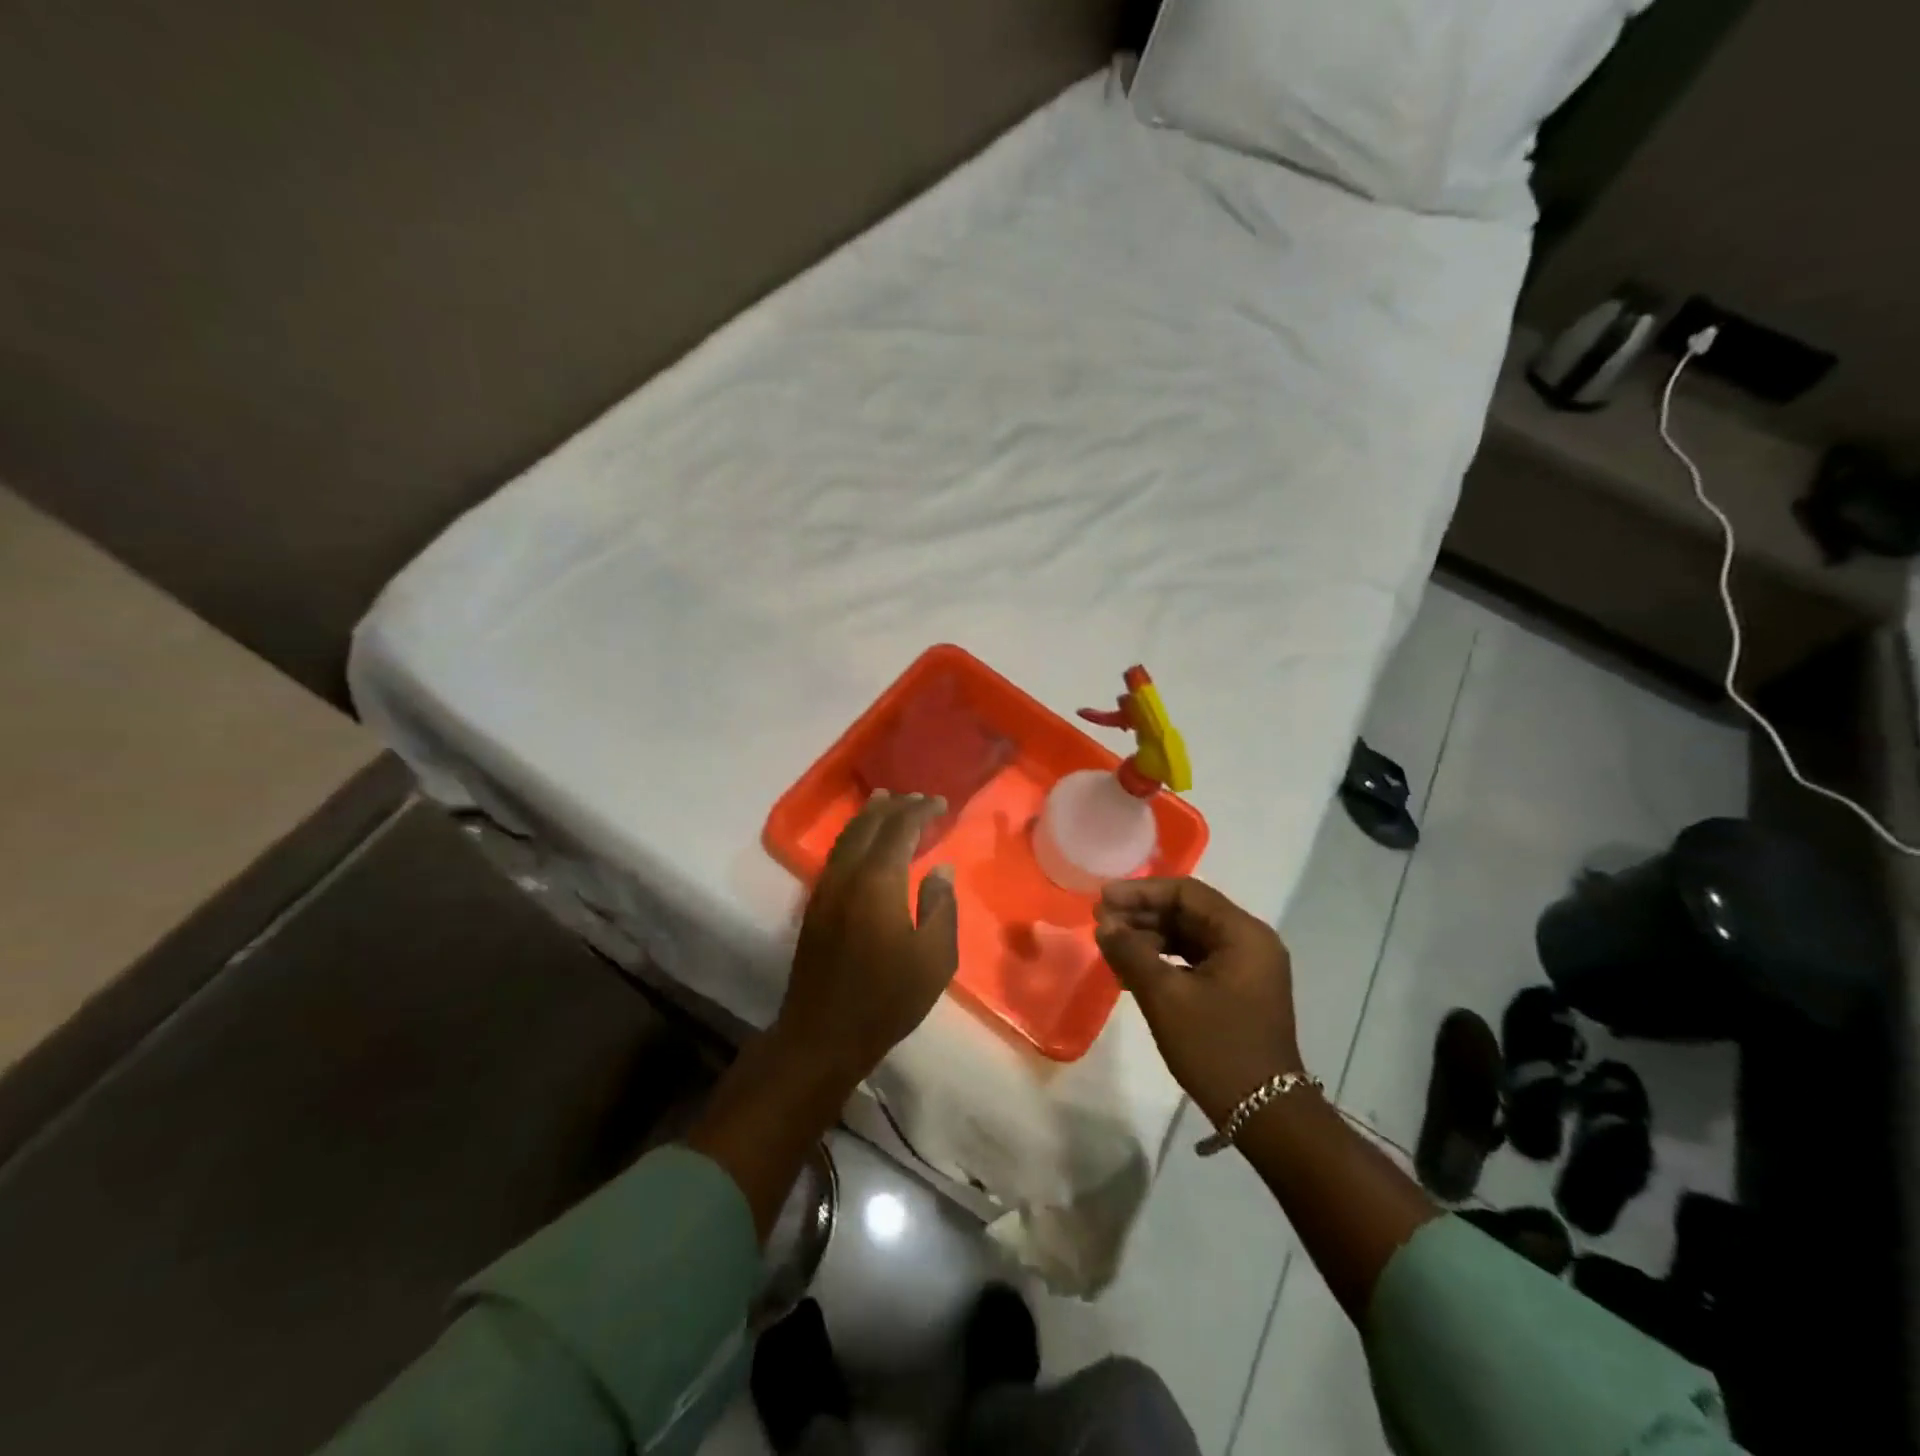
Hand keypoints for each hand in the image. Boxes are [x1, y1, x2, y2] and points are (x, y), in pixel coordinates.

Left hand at [774, 791, 959, 1085]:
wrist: (822, 1035)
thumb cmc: (887, 999)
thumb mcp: (934, 958)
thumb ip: (941, 907)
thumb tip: (940, 870)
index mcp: (878, 881)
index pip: (899, 828)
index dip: (920, 811)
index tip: (940, 803)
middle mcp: (847, 874)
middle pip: (869, 824)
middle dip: (894, 806)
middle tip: (917, 798)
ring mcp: (825, 888)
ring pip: (847, 836)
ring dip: (870, 816)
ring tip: (887, 802)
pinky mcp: (815, 905)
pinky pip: (837, 853)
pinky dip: (854, 836)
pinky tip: (864, 843)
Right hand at [1094, 878, 1302, 1125]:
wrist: (1265, 1115)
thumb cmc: (1216, 1048)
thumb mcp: (1166, 997)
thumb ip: (1131, 953)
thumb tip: (1104, 925)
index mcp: (1243, 934)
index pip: (1186, 893)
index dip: (1140, 892)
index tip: (1103, 900)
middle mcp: (1250, 941)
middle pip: (1189, 912)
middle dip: (1142, 915)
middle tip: (1101, 923)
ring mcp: (1247, 967)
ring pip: (1190, 936)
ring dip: (1150, 937)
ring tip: (1111, 947)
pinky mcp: (1239, 989)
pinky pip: (1196, 959)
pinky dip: (1165, 959)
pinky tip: (1134, 970)